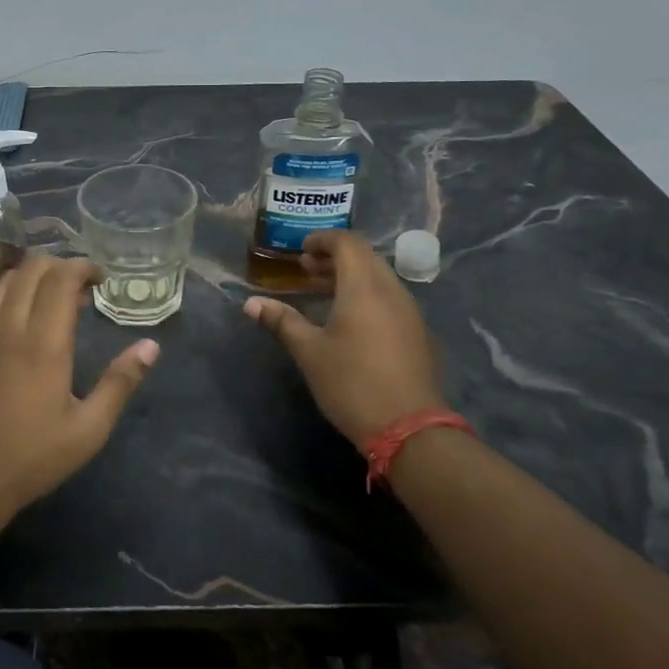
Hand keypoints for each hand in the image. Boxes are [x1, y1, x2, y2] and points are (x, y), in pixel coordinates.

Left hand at [0, 253, 158, 517]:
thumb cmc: (31, 459)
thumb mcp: (88, 430)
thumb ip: (120, 383)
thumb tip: (151, 346)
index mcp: (43, 344)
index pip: (60, 278)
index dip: (82, 266)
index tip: (101, 278)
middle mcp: (9, 328)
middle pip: (31, 268)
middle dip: (60, 265)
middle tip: (82, 288)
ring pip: (6, 281)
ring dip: (34, 277)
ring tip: (54, 301)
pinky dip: (13, 296)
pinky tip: (24, 325)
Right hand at [244, 230, 444, 450]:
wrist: (409, 428)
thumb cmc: (352, 384)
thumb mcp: (309, 352)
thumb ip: (282, 322)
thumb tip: (251, 304)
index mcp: (364, 287)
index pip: (347, 243)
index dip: (322, 240)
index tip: (301, 250)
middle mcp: (391, 290)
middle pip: (365, 257)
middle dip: (335, 257)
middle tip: (307, 269)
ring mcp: (409, 311)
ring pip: (379, 277)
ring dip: (351, 276)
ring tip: (323, 291)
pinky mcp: (417, 332)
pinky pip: (390, 297)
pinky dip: (367, 294)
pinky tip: (350, 318)